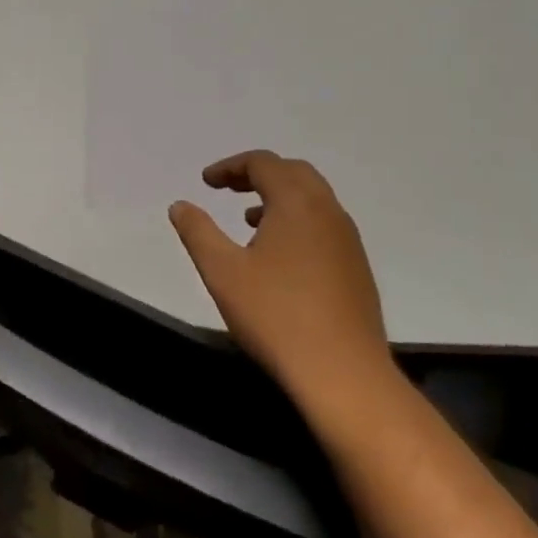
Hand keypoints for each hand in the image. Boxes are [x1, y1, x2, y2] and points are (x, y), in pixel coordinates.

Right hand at [168, 151, 394, 404]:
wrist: (343, 373)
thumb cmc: (276, 315)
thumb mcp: (222, 271)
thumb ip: (198, 231)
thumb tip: (180, 205)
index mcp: (297, 203)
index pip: (264, 163)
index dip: (231, 166)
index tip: (206, 182)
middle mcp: (328, 212)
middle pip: (293, 173)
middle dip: (257, 174)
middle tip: (227, 189)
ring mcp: (348, 240)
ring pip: (312, 199)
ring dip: (279, 197)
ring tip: (248, 220)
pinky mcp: (357, 267)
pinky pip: (323, 224)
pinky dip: (297, 220)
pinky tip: (278, 256)